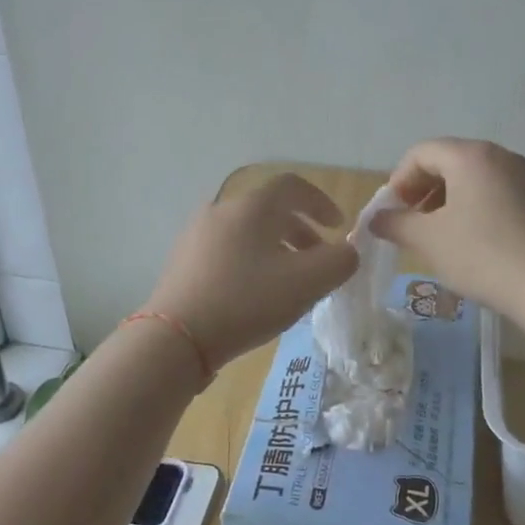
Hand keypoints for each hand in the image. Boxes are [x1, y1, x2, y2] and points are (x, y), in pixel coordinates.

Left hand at [142, 173, 358, 370]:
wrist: (176, 338)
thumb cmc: (247, 301)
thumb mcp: (307, 283)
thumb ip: (340, 262)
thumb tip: (347, 252)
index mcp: (252, 206)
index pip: (293, 186)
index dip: (321, 202)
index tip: (338, 227)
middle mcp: (222, 210)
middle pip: (270, 210)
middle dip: (301, 231)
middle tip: (319, 259)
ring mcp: (197, 234)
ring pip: (248, 231)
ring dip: (276, 248)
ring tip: (290, 281)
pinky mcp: (183, 259)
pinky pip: (228, 249)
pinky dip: (251, 260)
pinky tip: (255, 293)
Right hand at [371, 138, 524, 315]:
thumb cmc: (482, 254)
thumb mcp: (429, 239)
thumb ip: (396, 224)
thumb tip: (377, 219)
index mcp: (470, 155)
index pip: (421, 153)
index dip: (399, 180)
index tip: (393, 213)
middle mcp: (499, 156)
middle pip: (448, 161)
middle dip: (422, 190)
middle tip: (411, 224)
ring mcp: (523, 177)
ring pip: (472, 179)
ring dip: (446, 201)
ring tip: (438, 236)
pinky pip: (494, 193)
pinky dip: (472, 208)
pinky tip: (470, 242)